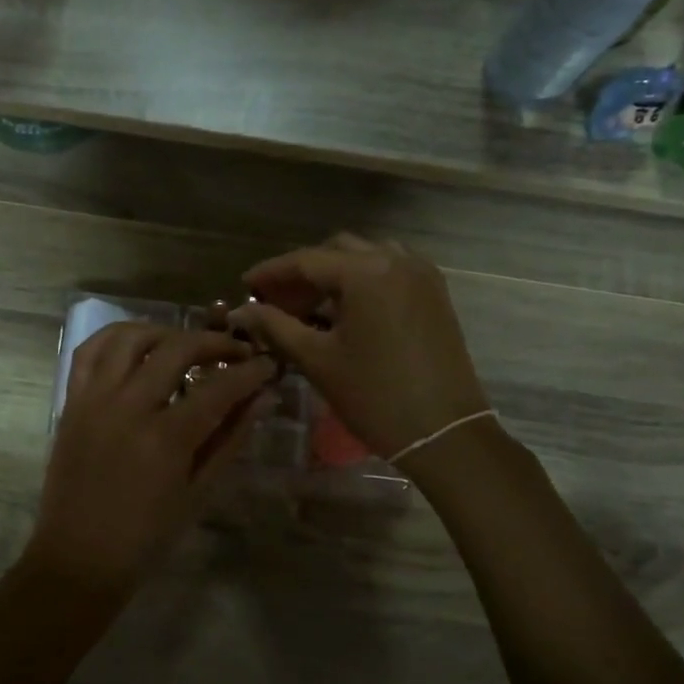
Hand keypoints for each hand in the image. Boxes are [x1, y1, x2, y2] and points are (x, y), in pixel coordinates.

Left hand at [25, 322, 277, 597]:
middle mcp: (128, 407)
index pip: (218, 387)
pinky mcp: (71, 402)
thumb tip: (263, 398)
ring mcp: (94, 400)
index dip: (250, 372)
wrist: (79, 558)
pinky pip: (89, 352)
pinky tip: (138, 347)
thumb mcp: (199, 491)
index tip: (268, 365)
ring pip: (129, 337)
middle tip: (235, 352)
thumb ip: (230, 438)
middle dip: (215, 342)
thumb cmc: (146, 536)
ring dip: (165, 332)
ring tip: (185, 345)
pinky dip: (116, 338)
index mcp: (166, 438)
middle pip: (176, 348)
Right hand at [230, 234, 488, 460]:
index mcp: (366, 271)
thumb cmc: (374, 395)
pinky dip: (363, 281)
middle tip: (276, 301)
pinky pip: (391, 270)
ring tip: (310, 305)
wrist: (443, 431)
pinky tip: (345, 310)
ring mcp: (421, 274)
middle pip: (336, 251)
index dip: (271, 272)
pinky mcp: (435, 294)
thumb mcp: (317, 359)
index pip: (306, 260)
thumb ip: (276, 326)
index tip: (245, 285)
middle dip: (302, 273)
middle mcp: (396, 260)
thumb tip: (240, 311)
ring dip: (334, 274)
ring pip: (366, 256)